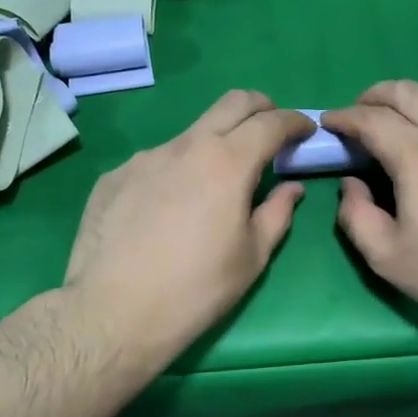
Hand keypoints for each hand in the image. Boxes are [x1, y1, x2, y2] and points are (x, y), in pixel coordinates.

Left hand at [64, 90, 314, 370]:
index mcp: (227, 163)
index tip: (306, 130)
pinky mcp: (114, 176)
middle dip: (261, 107)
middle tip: (271, 130)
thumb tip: (291, 189)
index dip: (295, 121)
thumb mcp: (252, 258)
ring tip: (214, 184)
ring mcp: (145, 157)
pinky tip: (167, 209)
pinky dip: (176, 171)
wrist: (111, 313)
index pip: (271, 123)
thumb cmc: (195, 290)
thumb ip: (277, 214)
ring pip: (191, 134)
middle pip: (232, 103)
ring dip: (214, 144)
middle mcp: (186, 146)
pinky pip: (156, 162)